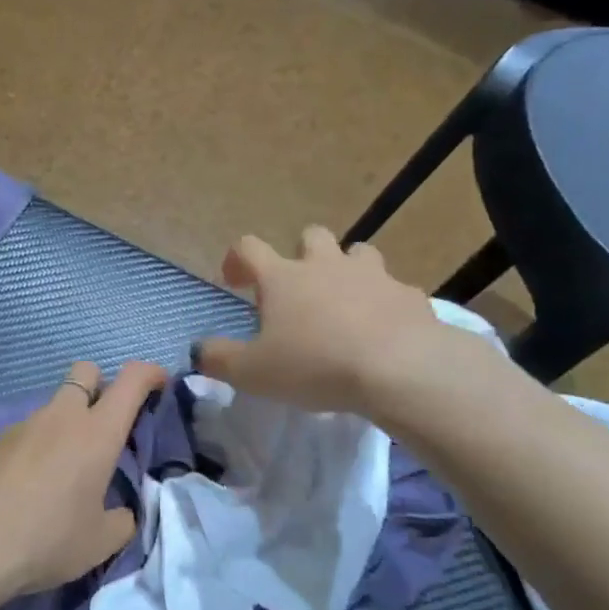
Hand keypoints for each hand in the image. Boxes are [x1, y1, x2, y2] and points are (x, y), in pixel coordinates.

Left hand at [0, 359, 168, 603]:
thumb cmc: (46, 538)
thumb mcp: (100, 541)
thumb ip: (122, 520)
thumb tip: (121, 511)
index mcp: (97, 433)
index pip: (130, 380)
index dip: (150, 373)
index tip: (160, 385)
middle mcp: (61, 417)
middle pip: (85, 372)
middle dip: (102, 385)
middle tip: (107, 426)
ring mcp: (23, 425)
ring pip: (55, 405)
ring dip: (68, 422)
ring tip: (67, 470)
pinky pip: (29, 430)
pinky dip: (40, 444)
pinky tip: (33, 484)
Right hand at [193, 225, 487, 421]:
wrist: (399, 369)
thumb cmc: (314, 365)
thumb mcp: (252, 373)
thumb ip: (218, 360)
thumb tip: (198, 351)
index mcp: (283, 277)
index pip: (249, 247)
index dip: (237, 259)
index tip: (234, 281)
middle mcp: (326, 265)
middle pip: (311, 236)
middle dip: (301, 253)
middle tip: (297, 289)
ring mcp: (373, 275)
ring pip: (358, 253)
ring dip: (347, 269)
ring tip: (344, 302)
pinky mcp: (410, 295)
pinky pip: (393, 289)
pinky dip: (384, 303)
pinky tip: (383, 330)